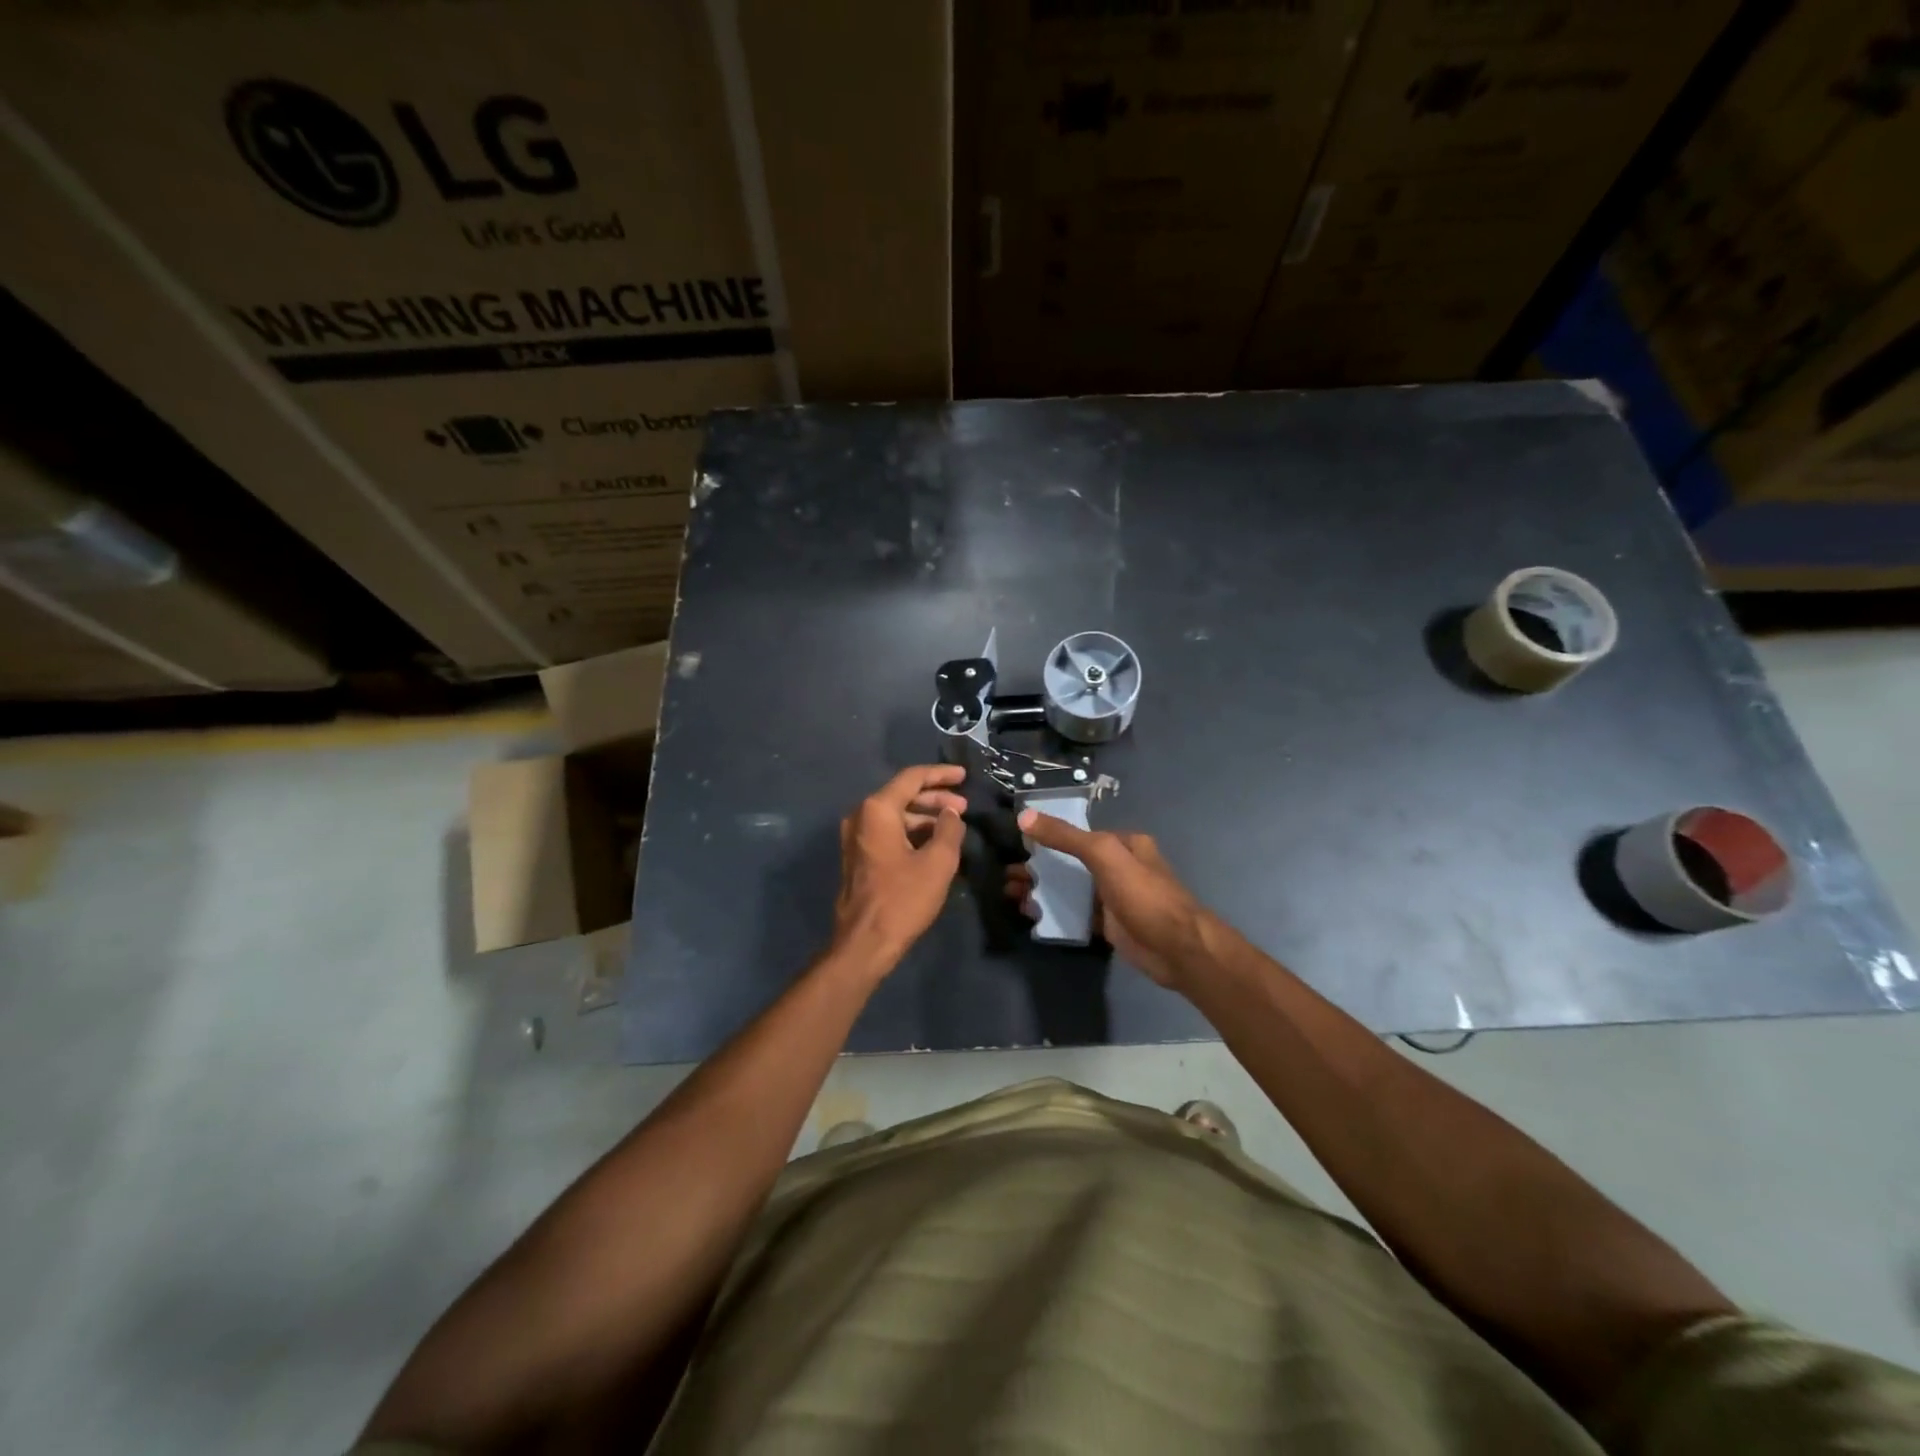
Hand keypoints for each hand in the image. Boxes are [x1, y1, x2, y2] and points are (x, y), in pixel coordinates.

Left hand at [831, 764, 968, 973]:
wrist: (864, 943)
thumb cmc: (903, 899)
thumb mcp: (937, 862)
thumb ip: (949, 829)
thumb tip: (951, 813)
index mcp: (877, 810)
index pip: (912, 778)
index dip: (941, 775)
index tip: (964, 776)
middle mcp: (861, 816)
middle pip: (902, 795)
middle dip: (935, 798)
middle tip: (963, 806)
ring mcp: (856, 838)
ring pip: (895, 815)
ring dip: (924, 817)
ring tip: (953, 827)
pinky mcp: (858, 857)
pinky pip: (887, 832)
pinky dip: (911, 832)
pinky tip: (934, 843)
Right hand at [1008, 810, 1213, 988]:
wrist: (1176, 948)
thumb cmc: (1143, 894)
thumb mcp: (1103, 855)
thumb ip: (1065, 836)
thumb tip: (1024, 816)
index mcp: (1123, 843)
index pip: (1079, 834)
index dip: (1047, 837)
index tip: (1017, 846)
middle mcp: (1119, 866)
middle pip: (1070, 862)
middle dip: (1038, 868)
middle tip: (1007, 877)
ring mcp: (1113, 896)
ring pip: (1070, 889)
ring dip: (1043, 890)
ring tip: (1011, 895)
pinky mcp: (1109, 924)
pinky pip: (1076, 913)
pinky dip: (1055, 912)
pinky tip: (1032, 915)